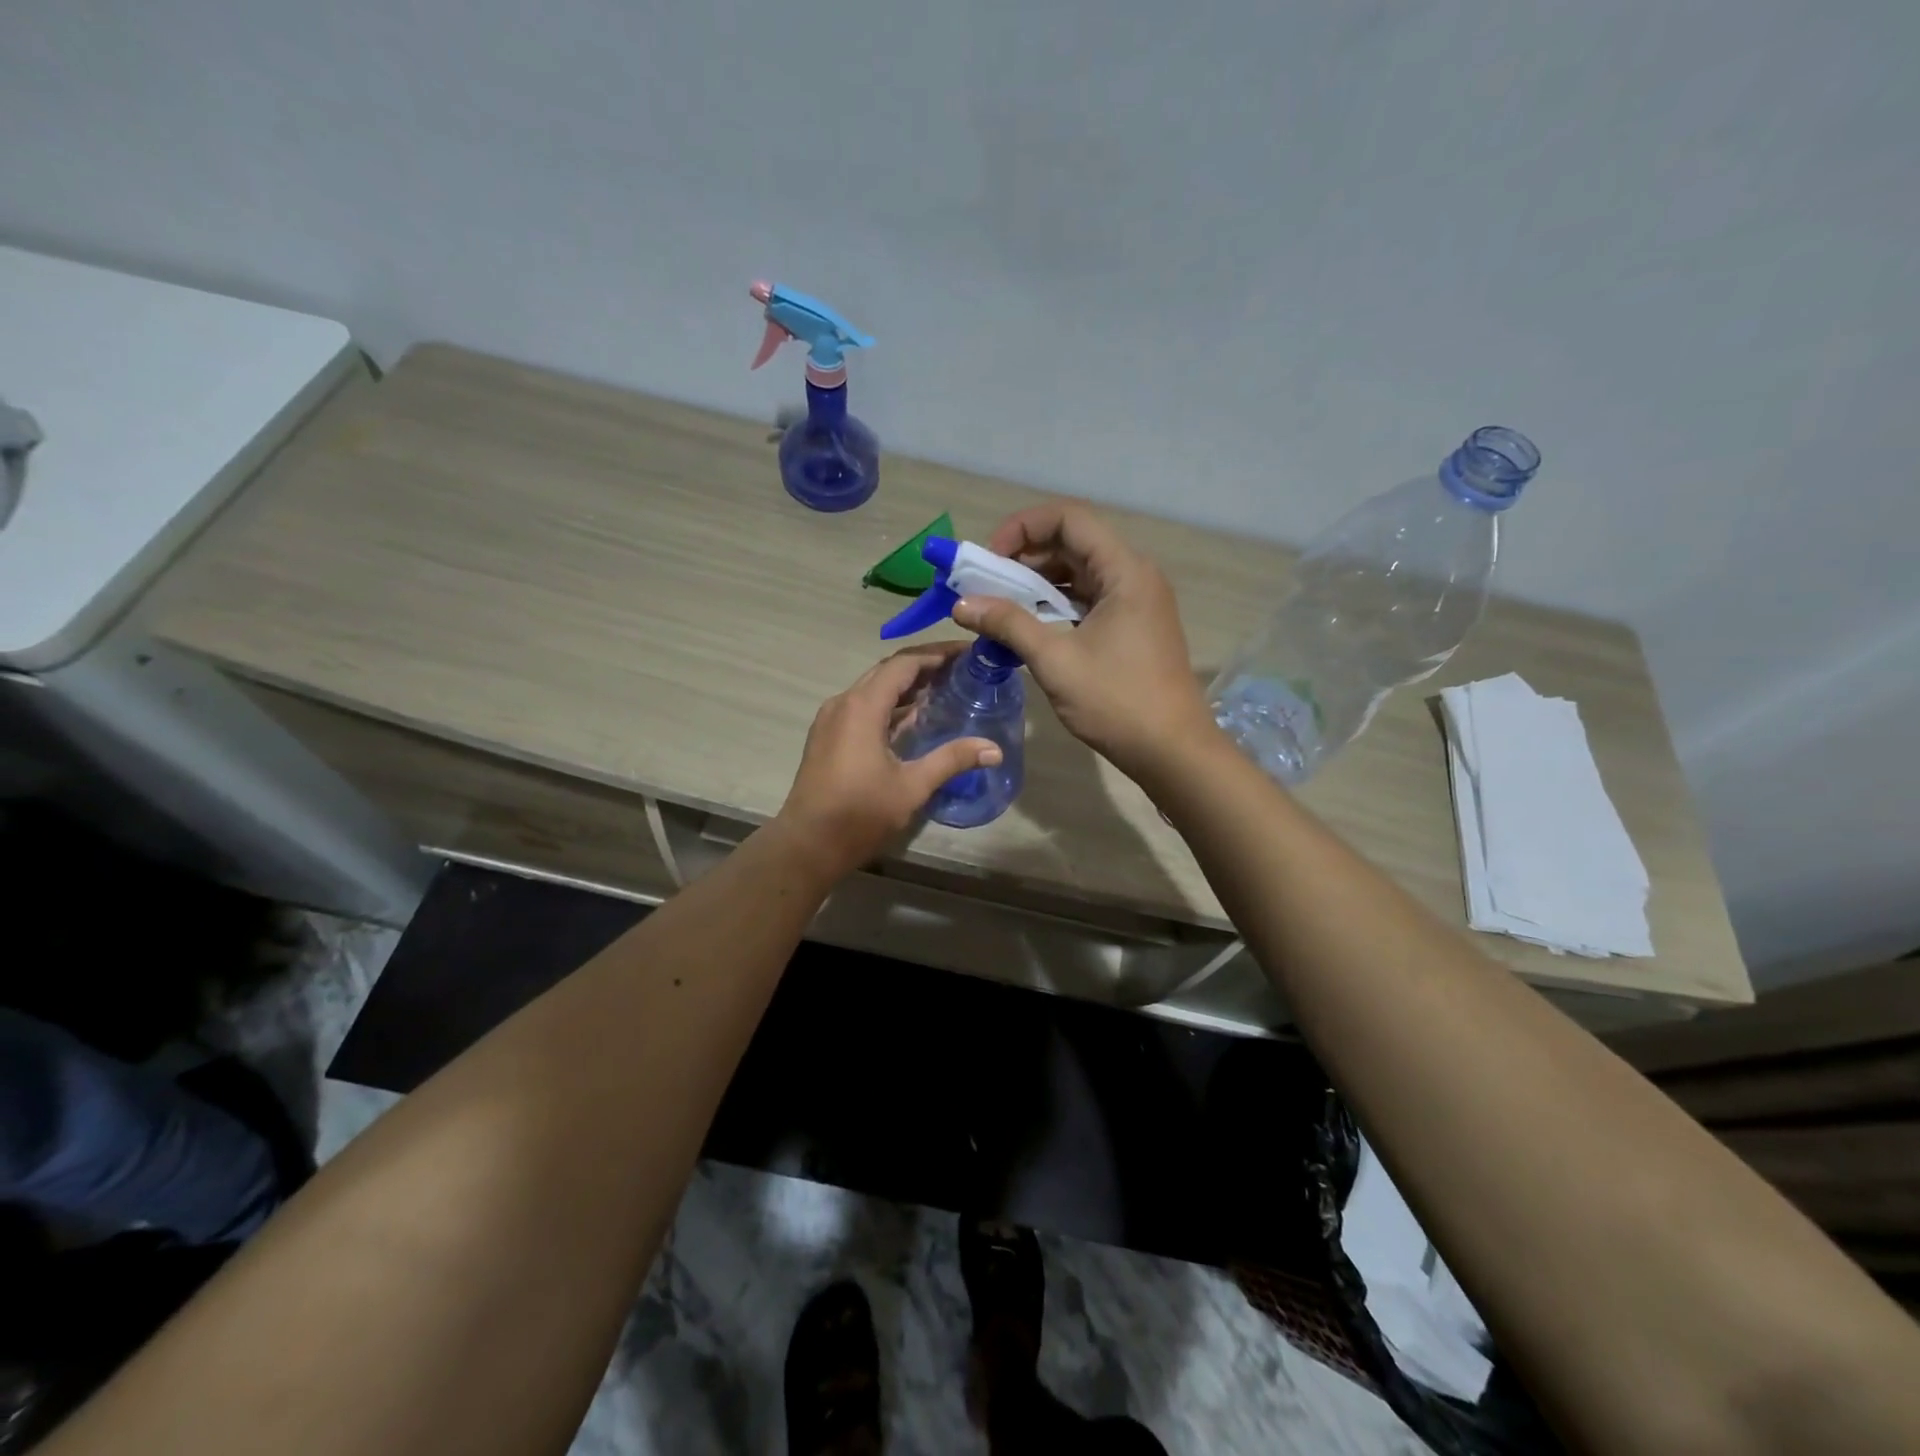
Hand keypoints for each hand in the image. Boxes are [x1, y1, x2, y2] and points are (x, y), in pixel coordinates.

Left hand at [774, 644, 1001, 879]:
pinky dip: (890, 705)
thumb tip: (994, 750)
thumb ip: (952, 760)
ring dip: (906, 686)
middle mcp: (844, 703)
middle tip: (962, 670)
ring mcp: (832, 719)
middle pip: (888, 671)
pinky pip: (863, 707)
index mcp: (862, 706)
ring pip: (874, 689)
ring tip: (944, 690)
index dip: (937, 654)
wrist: (807, 844)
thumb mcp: (911, 786)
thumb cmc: (859, 814)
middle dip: (924, 666)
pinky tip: (913, 719)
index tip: (968, 653)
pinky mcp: (828, 736)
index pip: (904, 663)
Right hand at [952, 500, 1215, 780]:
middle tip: (986, 584)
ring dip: (1037, 583)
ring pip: (1080, 573)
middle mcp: (1134, 575)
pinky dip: (1056, 605)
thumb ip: (1008, 624)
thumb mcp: (1056, 661)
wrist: (1172, 751)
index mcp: (1124, 571)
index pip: (1069, 519)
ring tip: (999, 605)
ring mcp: (1136, 601)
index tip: (988, 558)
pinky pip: (1089, 599)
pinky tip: (1028, 626)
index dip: (1022, 527)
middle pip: (1073, 543)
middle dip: (1024, 557)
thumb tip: (962, 604)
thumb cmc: (1117, 702)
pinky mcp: (1133, 626)